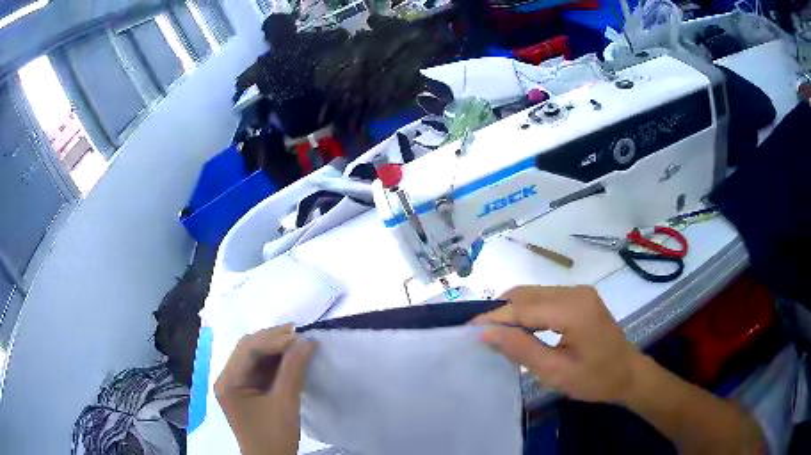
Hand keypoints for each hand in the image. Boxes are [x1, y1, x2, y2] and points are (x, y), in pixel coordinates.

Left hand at [215, 324, 315, 454]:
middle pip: (248, 349)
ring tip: (298, 342)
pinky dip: (275, 361)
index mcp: (228, 382)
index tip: (299, 336)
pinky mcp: (246, 390)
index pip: (248, 350)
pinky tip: (290, 357)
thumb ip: (293, 370)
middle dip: (273, 340)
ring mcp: (235, 384)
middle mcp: (227, 378)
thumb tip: (307, 341)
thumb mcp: (285, 403)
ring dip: (275, 349)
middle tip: (299, 334)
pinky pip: (259, 368)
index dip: (273, 339)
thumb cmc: (274, 436)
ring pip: (253, 356)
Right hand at [475, 285, 641, 403]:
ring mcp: (578, 292)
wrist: (628, 373)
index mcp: (573, 309)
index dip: (493, 317)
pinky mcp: (578, 297)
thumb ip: (521, 350)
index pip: (523, 307)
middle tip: (479, 336)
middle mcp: (575, 291)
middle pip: (526, 294)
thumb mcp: (556, 372)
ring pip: (532, 294)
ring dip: (511, 311)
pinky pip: (543, 298)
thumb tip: (486, 333)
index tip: (466, 330)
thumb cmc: (595, 379)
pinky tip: (519, 330)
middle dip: (500, 312)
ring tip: (495, 335)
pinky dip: (526, 312)